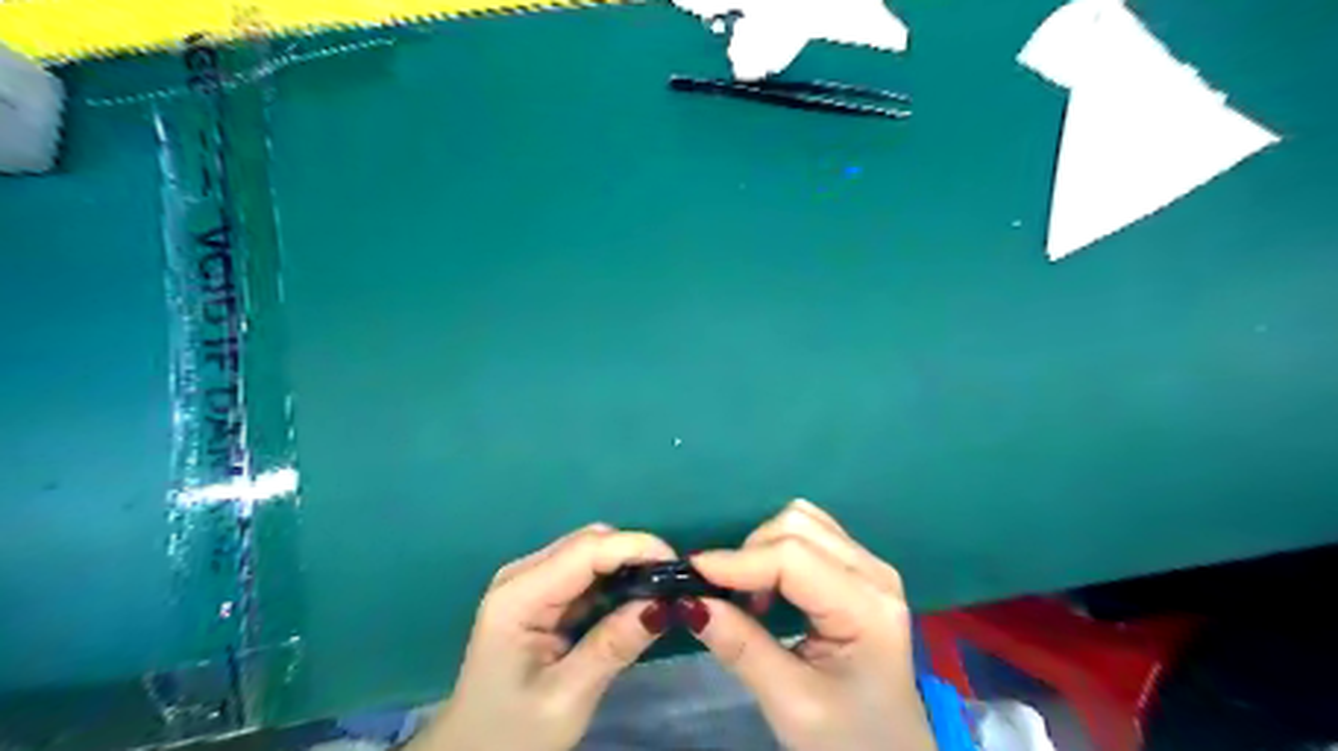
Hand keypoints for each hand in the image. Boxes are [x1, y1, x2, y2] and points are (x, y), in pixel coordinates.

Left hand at [412, 523, 674, 750]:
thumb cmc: (512, 734)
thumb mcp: (567, 697)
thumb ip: (614, 646)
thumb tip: (665, 604)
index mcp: (518, 596)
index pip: (586, 550)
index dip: (636, 547)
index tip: (679, 566)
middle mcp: (522, 575)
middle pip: (589, 542)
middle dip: (635, 554)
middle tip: (674, 585)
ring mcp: (529, 582)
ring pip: (590, 552)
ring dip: (627, 565)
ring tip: (661, 592)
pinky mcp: (539, 594)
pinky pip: (585, 571)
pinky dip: (614, 579)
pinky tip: (634, 600)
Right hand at [684, 503, 931, 750]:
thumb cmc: (847, 739)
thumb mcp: (790, 702)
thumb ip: (740, 647)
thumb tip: (690, 602)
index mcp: (867, 608)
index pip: (792, 558)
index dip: (737, 560)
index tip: (690, 573)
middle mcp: (874, 573)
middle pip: (798, 527)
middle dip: (749, 552)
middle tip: (722, 595)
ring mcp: (870, 567)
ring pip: (803, 521)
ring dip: (763, 546)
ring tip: (749, 594)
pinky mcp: (859, 570)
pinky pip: (811, 534)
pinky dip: (778, 547)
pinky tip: (770, 586)